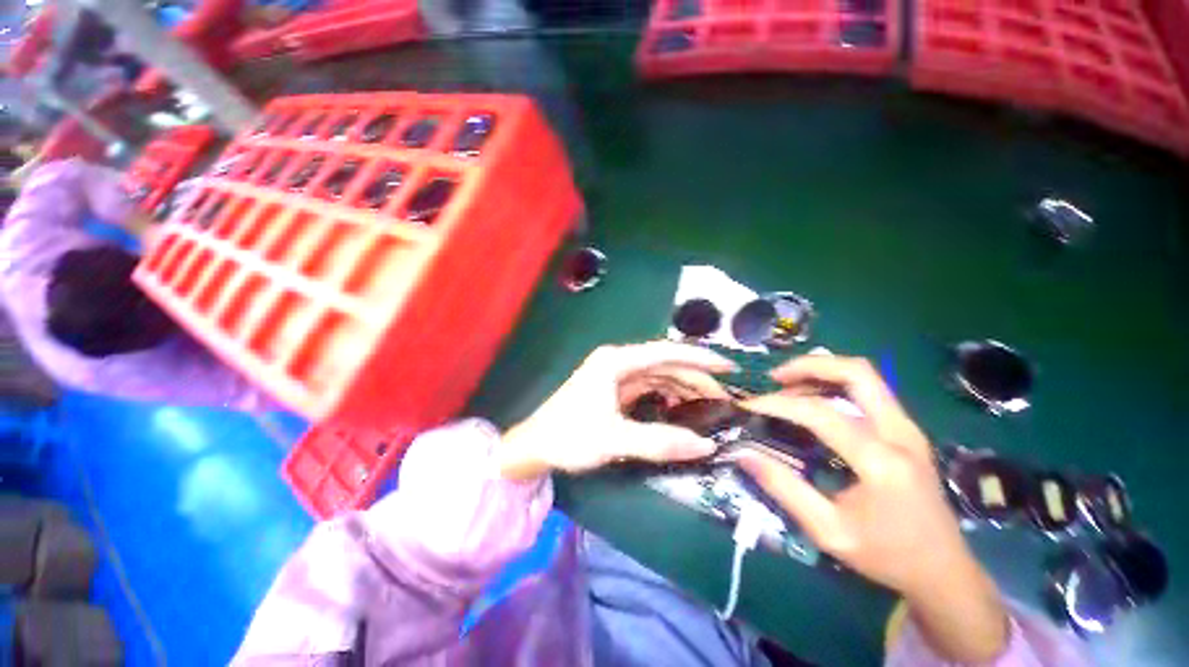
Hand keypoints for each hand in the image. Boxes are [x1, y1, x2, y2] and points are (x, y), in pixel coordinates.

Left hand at [497, 342, 736, 480]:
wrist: (535, 446)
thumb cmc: (569, 436)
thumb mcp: (615, 440)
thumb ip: (660, 442)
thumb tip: (706, 446)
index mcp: (616, 362)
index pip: (665, 353)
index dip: (698, 358)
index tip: (728, 367)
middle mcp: (618, 362)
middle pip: (665, 364)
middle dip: (695, 378)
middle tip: (724, 398)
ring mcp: (615, 376)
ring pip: (658, 376)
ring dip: (682, 388)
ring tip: (708, 405)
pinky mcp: (614, 390)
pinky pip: (648, 388)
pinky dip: (667, 397)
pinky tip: (681, 410)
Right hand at [737, 355, 1008, 662]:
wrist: (944, 571)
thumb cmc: (887, 556)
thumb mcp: (829, 531)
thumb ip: (784, 489)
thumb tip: (743, 453)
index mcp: (882, 462)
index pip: (821, 413)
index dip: (779, 404)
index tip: (749, 405)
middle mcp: (901, 434)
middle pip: (857, 372)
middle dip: (810, 365)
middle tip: (774, 378)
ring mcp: (908, 428)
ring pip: (865, 375)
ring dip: (822, 371)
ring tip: (787, 386)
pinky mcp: (907, 430)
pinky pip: (869, 390)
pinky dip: (835, 384)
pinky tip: (814, 400)